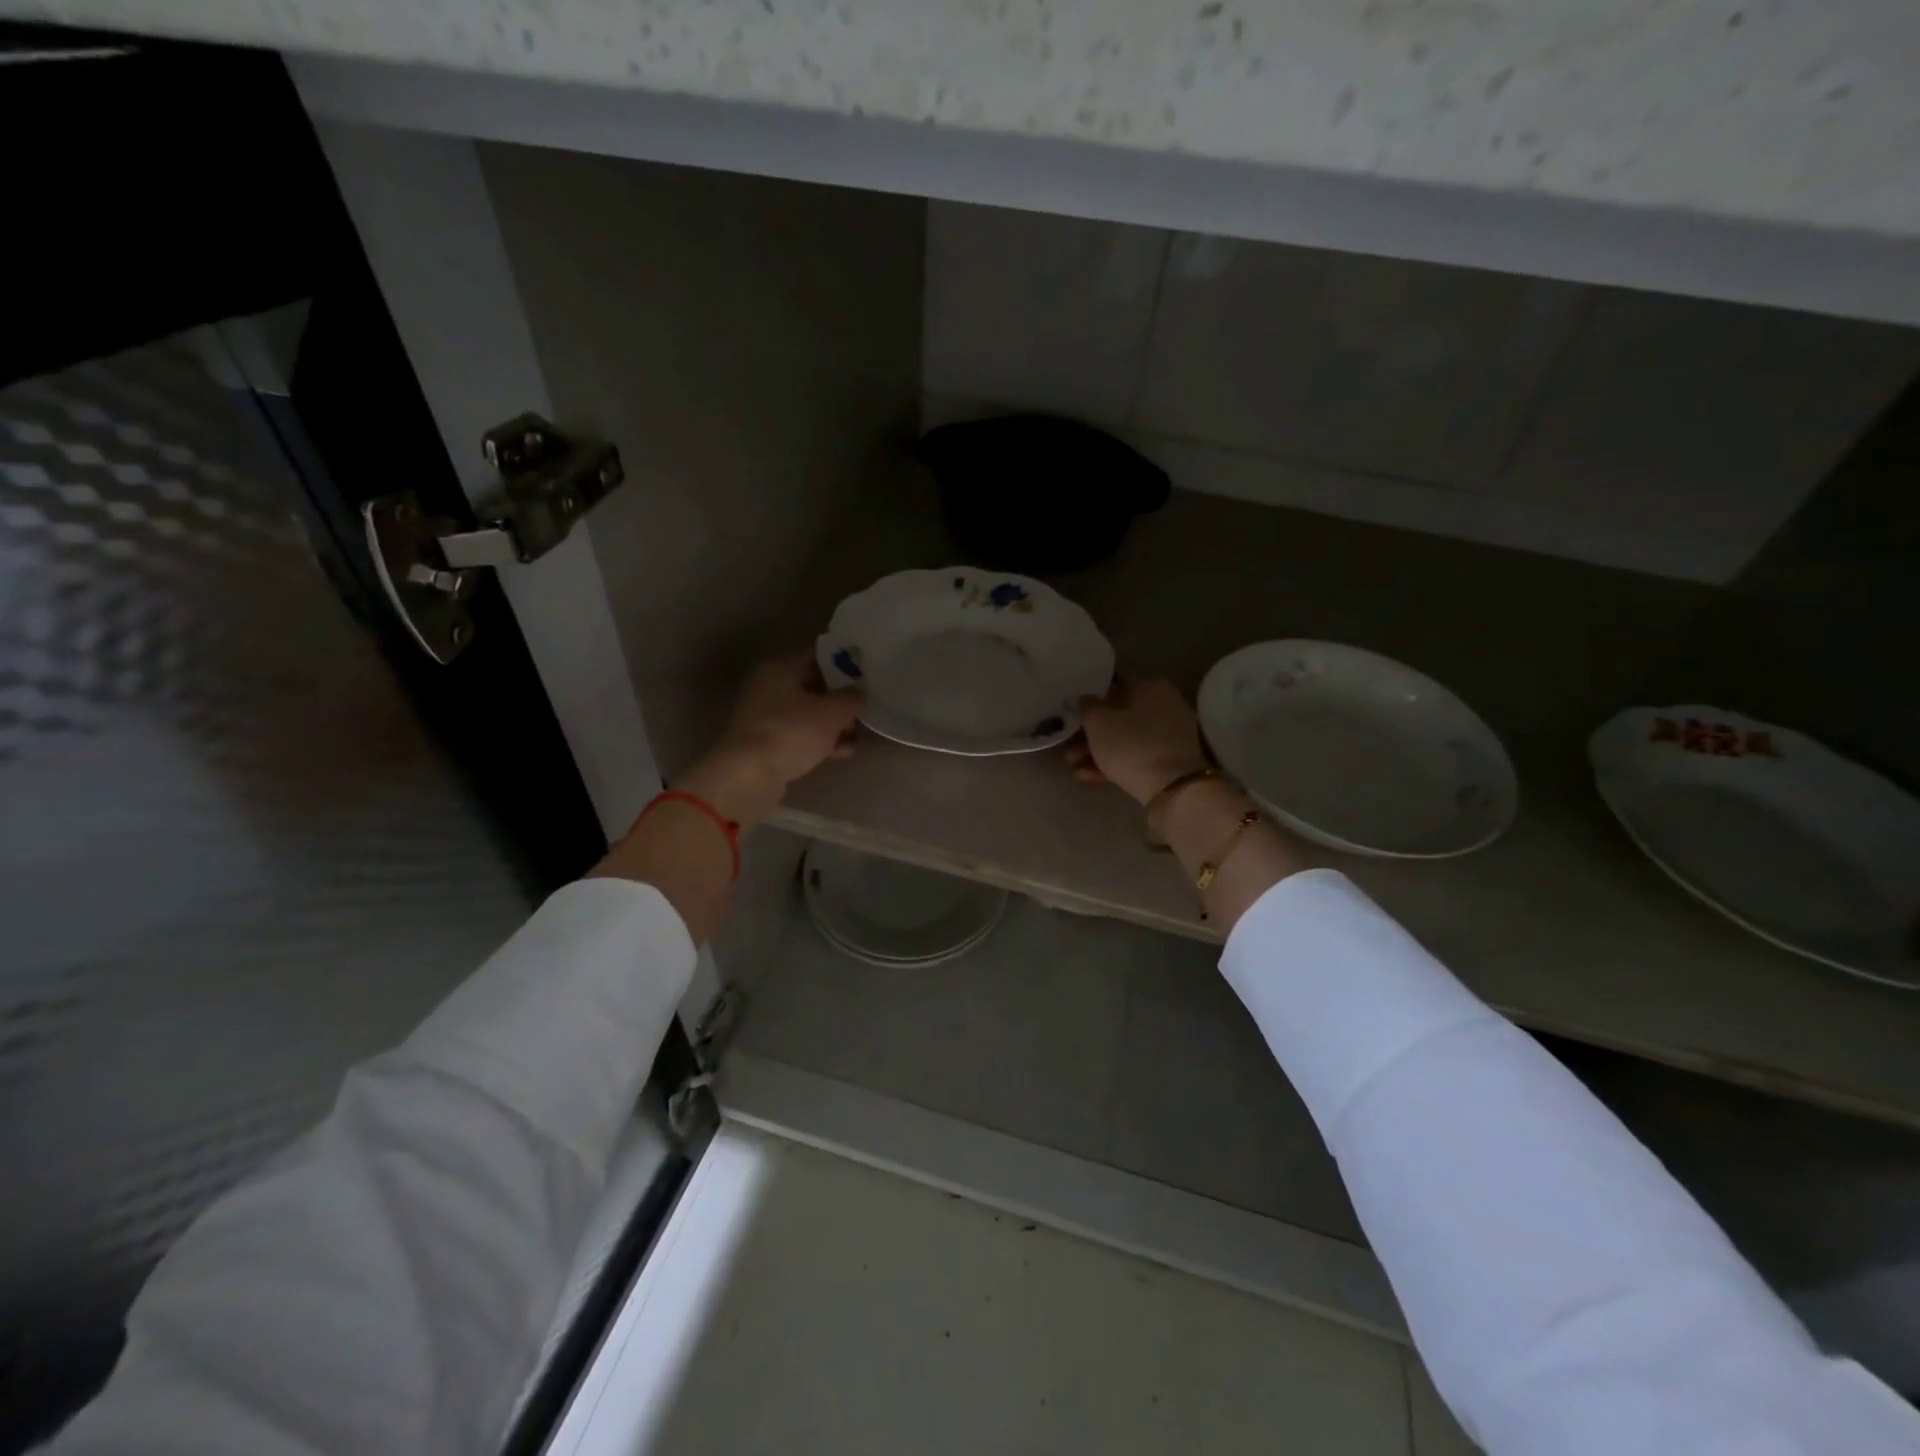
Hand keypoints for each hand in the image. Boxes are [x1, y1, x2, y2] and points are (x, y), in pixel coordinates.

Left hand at [678, 650, 862, 827]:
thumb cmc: (792, 731)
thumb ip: (852, 698)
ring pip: (808, 714)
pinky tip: (841, 753)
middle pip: (814, 686)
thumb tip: (858, 695)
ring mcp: (766, 716)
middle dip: (841, 699)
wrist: (749, 775)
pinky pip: (800, 735)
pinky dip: (819, 741)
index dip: (845, 663)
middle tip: (865, 708)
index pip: (819, 655)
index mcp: (780, 668)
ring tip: (856, 737)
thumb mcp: (832, 712)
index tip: (868, 674)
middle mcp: (769, 686)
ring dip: (833, 724)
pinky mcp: (767, 743)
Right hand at [1067, 674, 1208, 805]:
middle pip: (1118, 713)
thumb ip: (1087, 706)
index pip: (1114, 681)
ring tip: (1072, 766)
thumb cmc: (1131, 745)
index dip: (1090, 692)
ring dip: (1097, 750)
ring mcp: (1169, 734)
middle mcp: (1163, 704)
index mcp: (1150, 686)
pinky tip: (1087, 776)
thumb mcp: (1098, 722)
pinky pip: (1135, 755)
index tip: (1073, 706)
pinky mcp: (1168, 760)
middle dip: (1090, 731)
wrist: (1172, 788)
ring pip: (1125, 737)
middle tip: (1067, 744)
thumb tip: (1086, 699)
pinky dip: (1113, 763)